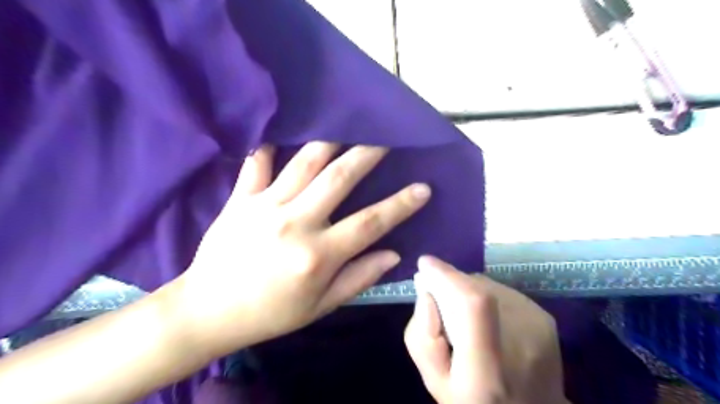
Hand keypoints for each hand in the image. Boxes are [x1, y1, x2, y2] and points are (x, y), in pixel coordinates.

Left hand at [176, 140, 432, 356]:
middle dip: (367, 154)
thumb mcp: (319, 306)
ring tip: (346, 128)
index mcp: (318, 255)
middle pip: (339, 178)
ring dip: (329, 143)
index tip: (423, 188)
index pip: (370, 222)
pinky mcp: (239, 200)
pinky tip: (278, 138)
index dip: (401, 204)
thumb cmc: (270, 313)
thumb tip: (393, 255)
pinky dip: (267, 150)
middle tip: (384, 138)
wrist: (207, 312)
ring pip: (303, 164)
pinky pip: (255, 166)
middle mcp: (295, 223)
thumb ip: (358, 278)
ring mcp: (265, 207)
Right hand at [405, 258, 567, 402]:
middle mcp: (519, 340)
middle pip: (475, 289)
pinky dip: (485, 296)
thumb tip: (427, 291)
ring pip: (485, 285)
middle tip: (441, 306)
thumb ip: (422, 337)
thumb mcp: (435, 380)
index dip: (447, 278)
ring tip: (466, 320)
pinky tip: (488, 320)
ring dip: (466, 291)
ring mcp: (537, 325)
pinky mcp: (545, 315)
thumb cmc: (475, 401)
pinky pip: (500, 289)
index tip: (424, 265)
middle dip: (450, 285)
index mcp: (486, 369)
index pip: (472, 305)